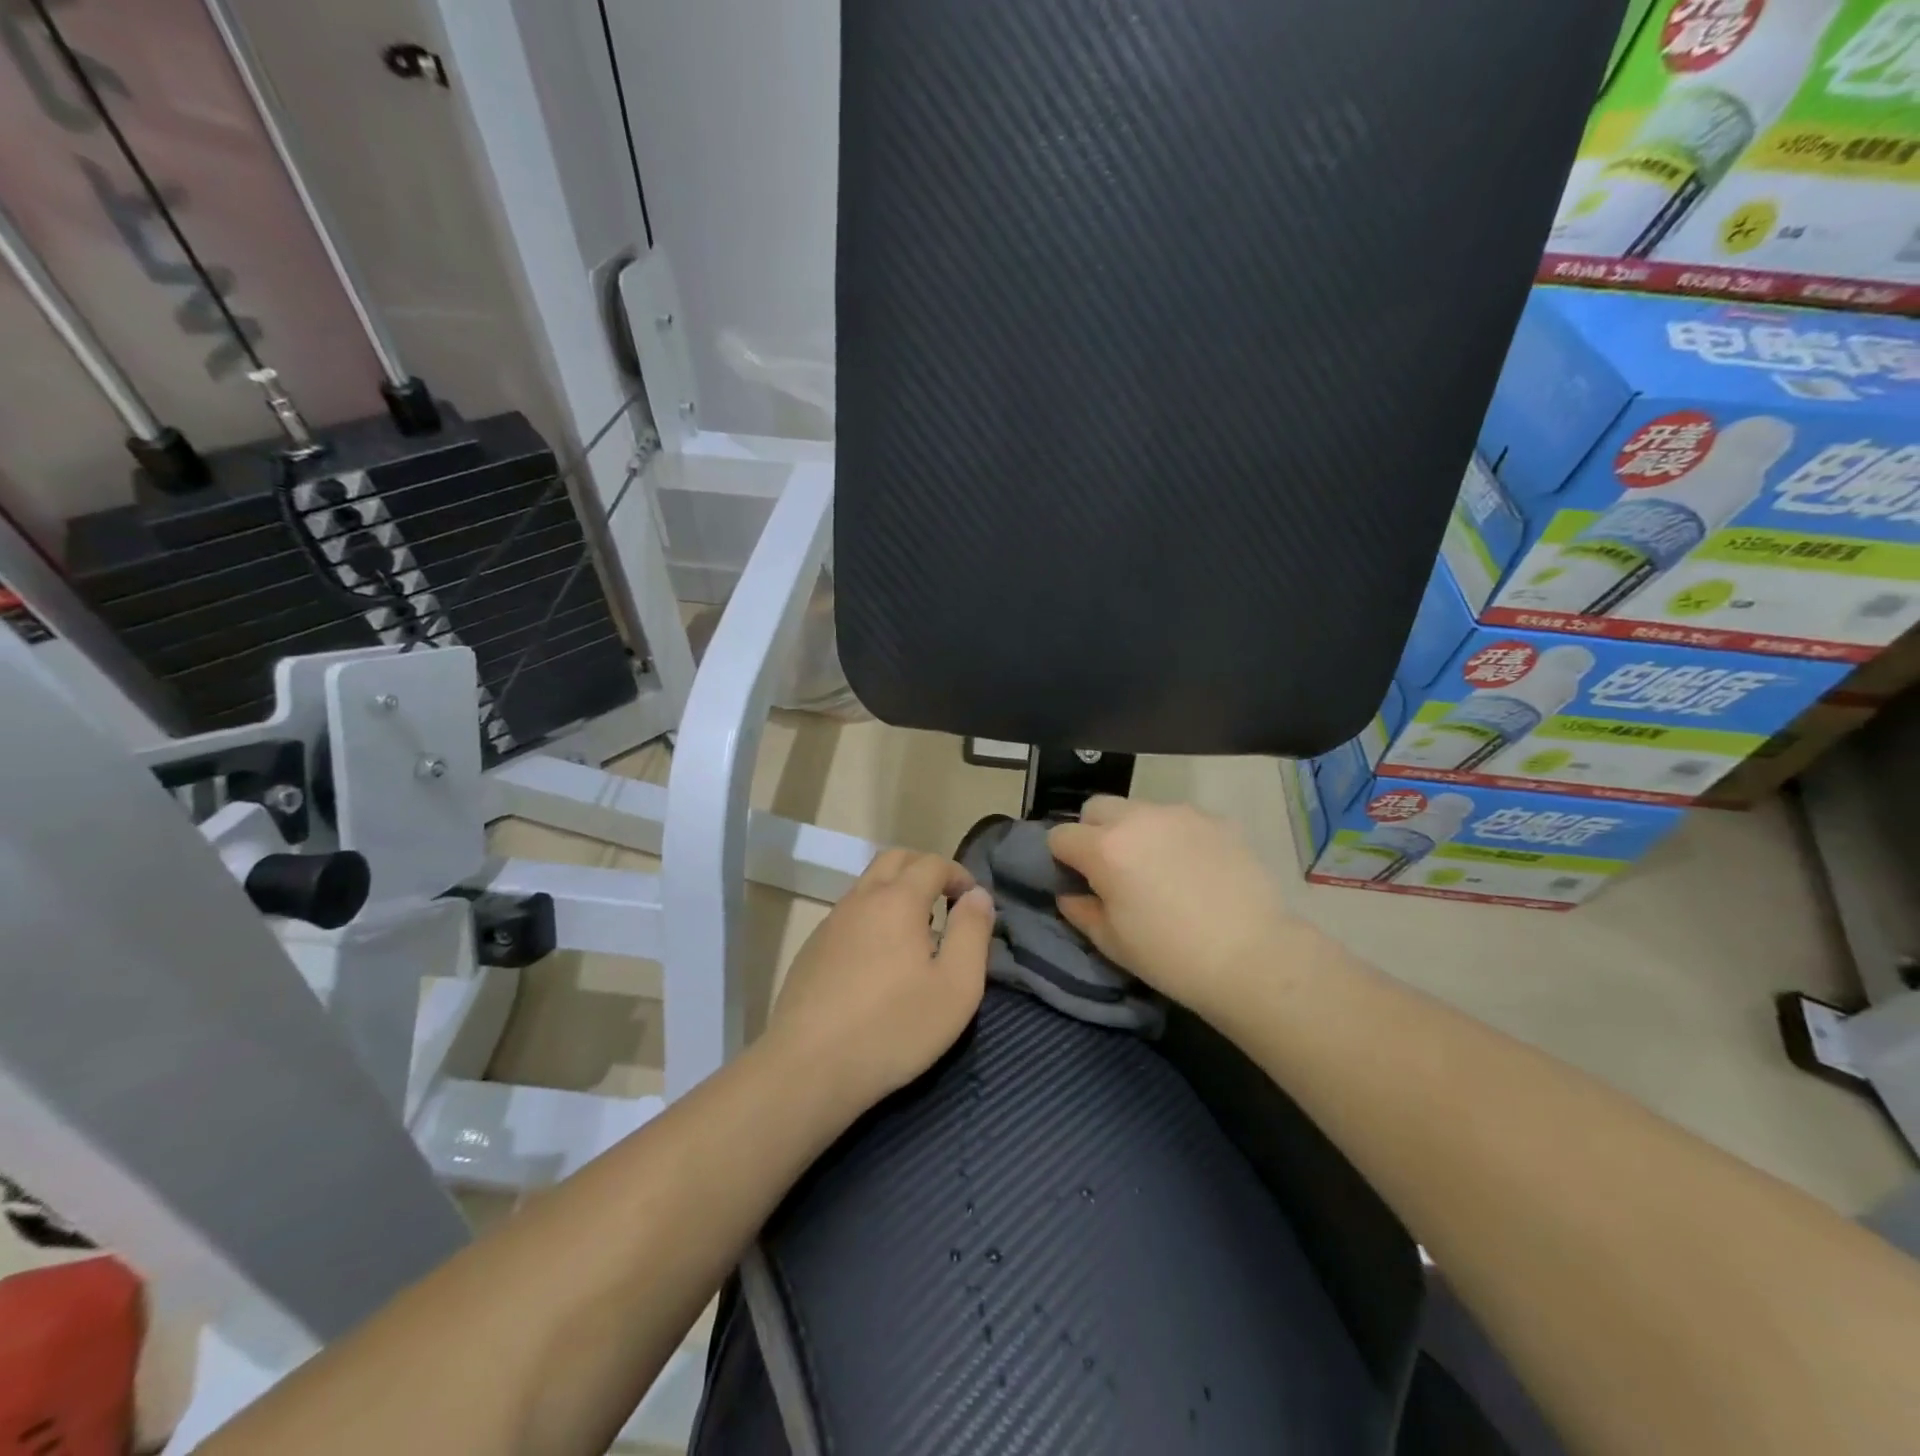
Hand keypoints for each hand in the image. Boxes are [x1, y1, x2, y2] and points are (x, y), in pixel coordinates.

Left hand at [765, 849, 995, 1116]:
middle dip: (925, 870)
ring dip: (896, 892)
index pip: (932, 863)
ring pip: (868, 886)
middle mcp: (861, 899)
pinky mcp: (811, 949)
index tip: (971, 901)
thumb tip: (978, 895)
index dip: (958, 873)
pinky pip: (849, 915)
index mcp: (897, 900)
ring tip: (916, 934)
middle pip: (894, 860)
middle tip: (945, 903)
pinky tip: (879, 961)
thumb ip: (972, 932)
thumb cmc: (894, 1027)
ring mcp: (830, 923)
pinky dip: (872, 917)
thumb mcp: (956, 986)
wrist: (808, 1068)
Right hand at [1048, 797, 1298, 1016]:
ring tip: (1158, 868)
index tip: (1076, 880)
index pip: (1060, 835)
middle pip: (1096, 808)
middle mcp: (1138, 818)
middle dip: (1093, 832)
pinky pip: (1180, 819)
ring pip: (1140, 809)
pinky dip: (1175, 836)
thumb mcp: (1113, 942)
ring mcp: (1181, 814)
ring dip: (1135, 831)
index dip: (1062, 859)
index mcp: (1105, 849)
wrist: (1254, 957)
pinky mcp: (1217, 820)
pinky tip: (1195, 869)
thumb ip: (1081, 911)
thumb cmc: (1172, 957)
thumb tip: (1069, 894)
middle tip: (1112, 869)